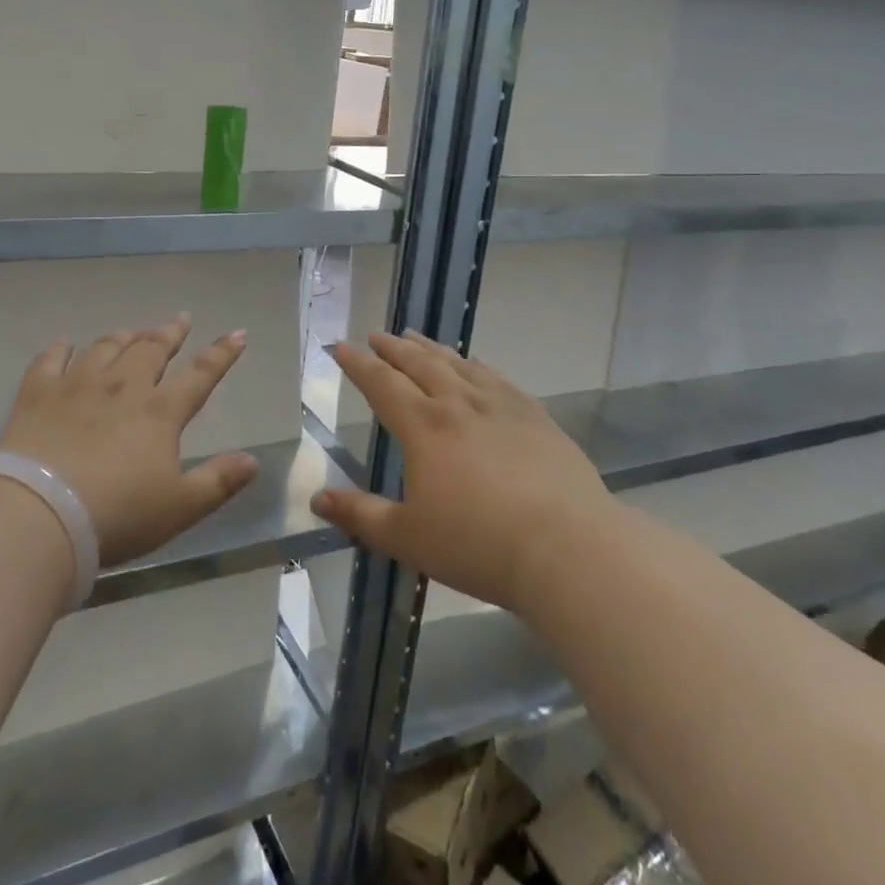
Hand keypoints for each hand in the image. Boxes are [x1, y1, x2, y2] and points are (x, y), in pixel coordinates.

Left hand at [0, 315, 258, 566]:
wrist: (40, 515)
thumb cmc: (117, 515)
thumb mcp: (179, 508)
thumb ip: (218, 482)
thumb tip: (253, 461)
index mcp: (160, 412)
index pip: (200, 374)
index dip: (222, 354)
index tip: (237, 334)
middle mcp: (122, 387)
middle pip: (151, 349)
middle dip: (170, 333)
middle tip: (180, 319)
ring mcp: (77, 386)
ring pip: (105, 348)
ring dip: (123, 337)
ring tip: (132, 332)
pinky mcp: (38, 394)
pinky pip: (50, 360)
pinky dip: (60, 348)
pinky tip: (64, 343)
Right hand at [310, 331, 610, 615]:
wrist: (568, 549)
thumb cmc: (478, 545)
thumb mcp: (407, 537)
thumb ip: (360, 515)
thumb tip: (317, 499)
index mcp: (424, 427)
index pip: (382, 384)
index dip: (358, 364)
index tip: (341, 347)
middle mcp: (459, 404)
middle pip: (419, 364)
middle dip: (393, 348)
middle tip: (377, 335)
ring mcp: (501, 406)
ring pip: (458, 365)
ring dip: (432, 349)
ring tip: (416, 337)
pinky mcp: (535, 417)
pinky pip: (497, 378)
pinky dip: (476, 365)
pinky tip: (475, 365)